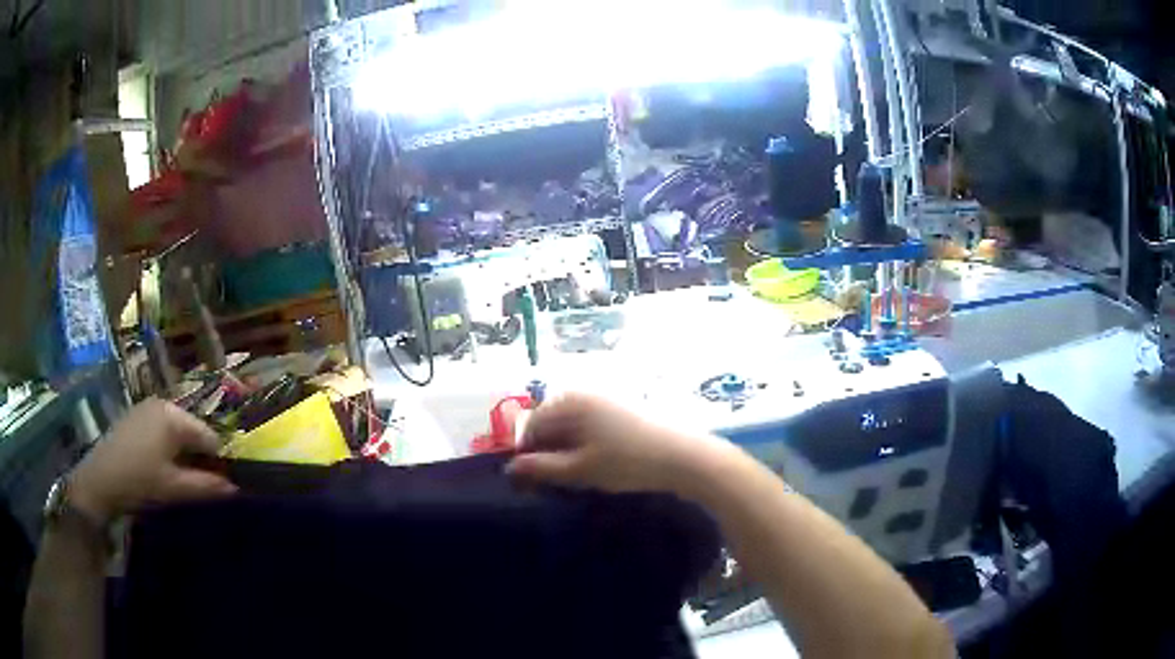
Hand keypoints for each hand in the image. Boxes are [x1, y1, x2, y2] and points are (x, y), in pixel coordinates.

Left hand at [69, 399, 236, 524]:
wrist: (99, 480)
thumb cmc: (140, 481)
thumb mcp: (175, 489)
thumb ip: (207, 486)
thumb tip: (235, 488)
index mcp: (174, 417)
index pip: (210, 437)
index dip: (217, 463)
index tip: (216, 487)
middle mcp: (163, 403)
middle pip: (193, 431)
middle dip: (198, 457)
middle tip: (194, 485)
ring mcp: (146, 407)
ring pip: (177, 431)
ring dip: (182, 453)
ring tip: (175, 479)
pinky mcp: (135, 415)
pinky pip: (161, 429)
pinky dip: (166, 447)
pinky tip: (158, 467)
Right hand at [507, 392, 725, 494]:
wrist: (683, 456)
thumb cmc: (627, 462)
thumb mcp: (579, 469)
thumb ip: (541, 468)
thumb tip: (510, 468)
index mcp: (569, 401)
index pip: (530, 426)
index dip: (526, 454)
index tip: (530, 481)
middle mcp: (583, 393)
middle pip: (550, 423)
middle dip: (546, 451)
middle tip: (554, 481)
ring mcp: (604, 400)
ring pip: (569, 426)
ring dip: (565, 450)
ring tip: (575, 476)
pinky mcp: (621, 410)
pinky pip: (589, 426)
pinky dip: (583, 444)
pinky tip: (596, 464)